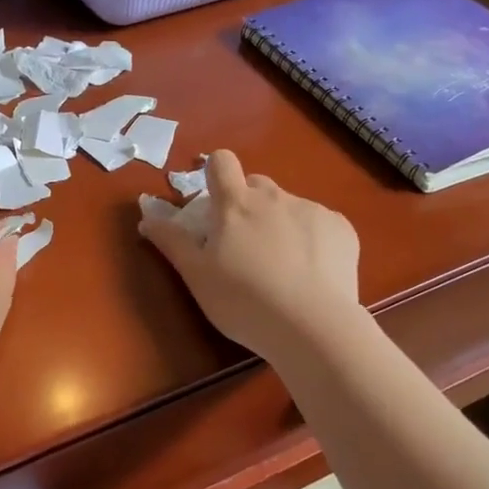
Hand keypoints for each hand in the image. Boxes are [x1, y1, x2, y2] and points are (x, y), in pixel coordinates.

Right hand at [138, 150, 361, 361]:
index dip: (215, 173)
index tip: (213, 202)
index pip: (221, 161)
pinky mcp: (342, 228)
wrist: (313, 327)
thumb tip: (147, 217)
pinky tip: (312, 273)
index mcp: (235, 204)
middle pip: (256, 184)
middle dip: (247, 204)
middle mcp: (274, 197)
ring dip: (280, 224)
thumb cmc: (243, 301)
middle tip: (244, 245)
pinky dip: (312, 240)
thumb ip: (172, 241)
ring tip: (282, 268)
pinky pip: (320, 223)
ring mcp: (312, 210)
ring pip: (289, 206)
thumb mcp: (196, 275)